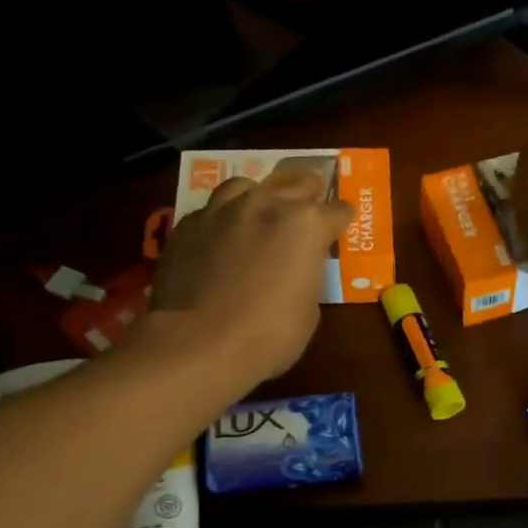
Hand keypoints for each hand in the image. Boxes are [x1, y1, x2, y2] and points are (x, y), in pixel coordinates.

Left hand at [152, 168, 354, 379]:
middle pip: (296, 184)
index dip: (341, 220)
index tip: (341, 227)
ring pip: (247, 186)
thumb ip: (306, 276)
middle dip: (308, 194)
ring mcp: (222, 211)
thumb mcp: (308, 310)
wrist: (197, 343)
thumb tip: (296, 271)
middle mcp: (265, 204)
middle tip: (310, 206)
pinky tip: (221, 235)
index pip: (338, 211)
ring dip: (260, 196)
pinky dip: (223, 219)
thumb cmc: (268, 334)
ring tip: (261, 210)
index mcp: (306, 224)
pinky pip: (211, 210)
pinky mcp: (187, 225)